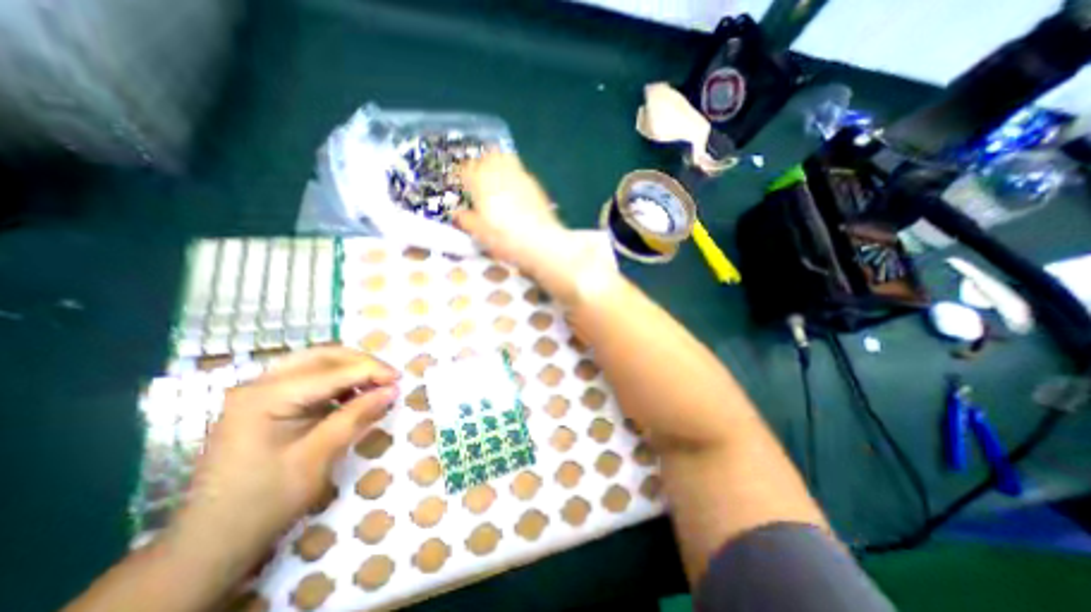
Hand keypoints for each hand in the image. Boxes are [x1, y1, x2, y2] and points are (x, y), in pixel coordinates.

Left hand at [163, 349, 398, 576]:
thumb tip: (392, 390)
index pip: (332, 371)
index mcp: (266, 397)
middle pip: (322, 356)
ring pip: (316, 363)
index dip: (371, 371)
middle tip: (389, 378)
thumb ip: (357, 416)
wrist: (212, 542)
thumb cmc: (266, 501)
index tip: (400, 380)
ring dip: (350, 369)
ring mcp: (260, 392)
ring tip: (375, 384)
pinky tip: (352, 395)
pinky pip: (310, 378)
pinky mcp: (266, 403)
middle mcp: (260, 384)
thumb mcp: (319, 456)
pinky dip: (337, 381)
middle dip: (361, 363)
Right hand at [456, 154, 617, 303]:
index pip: (467, 169)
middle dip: (483, 163)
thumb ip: (467, 220)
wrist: (539, 241)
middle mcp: (500, 175)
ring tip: (499, 178)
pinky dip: (515, 174)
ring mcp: (519, 177)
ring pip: (506, 157)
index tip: (464, 183)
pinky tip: (517, 189)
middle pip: (488, 157)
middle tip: (482, 177)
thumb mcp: (481, 233)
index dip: (464, 174)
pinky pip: (521, 171)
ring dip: (499, 163)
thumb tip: (457, 213)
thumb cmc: (504, 238)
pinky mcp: (535, 184)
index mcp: (481, 185)